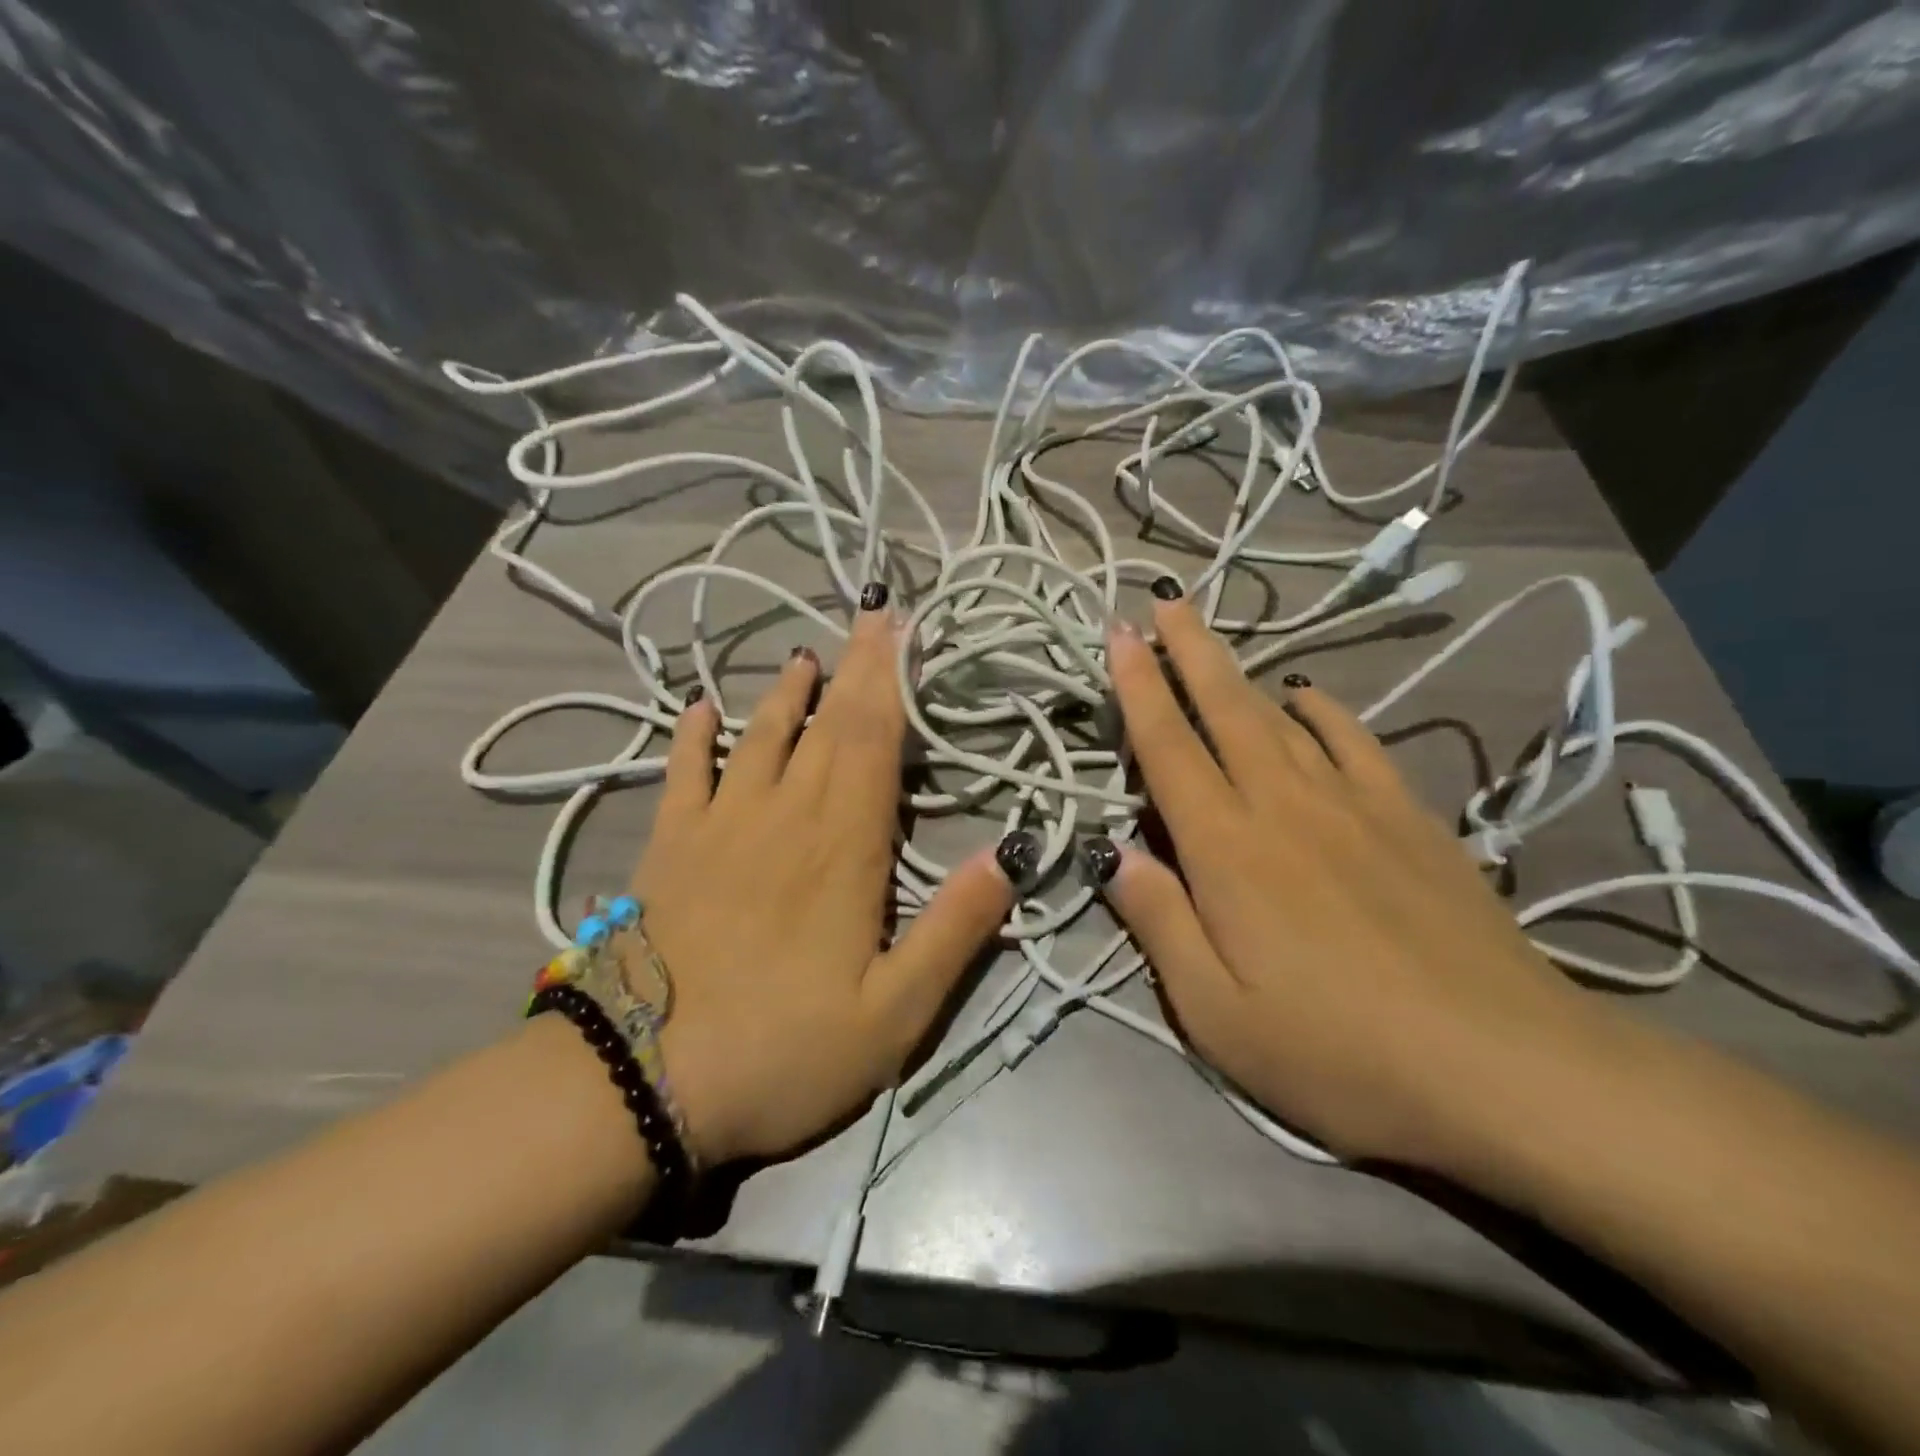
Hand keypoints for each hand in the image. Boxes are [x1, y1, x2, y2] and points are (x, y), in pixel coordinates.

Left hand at [630, 592, 1014, 1166]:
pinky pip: (683, 774)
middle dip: (855, 667)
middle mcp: (784, 815)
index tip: (903, 631)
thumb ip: (955, 930)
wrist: (642, 1082)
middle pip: (827, 725)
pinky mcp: (669, 848)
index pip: (875, 741)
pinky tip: (699, 708)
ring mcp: (720, 825)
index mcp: (845, 845)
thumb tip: (1009, 854)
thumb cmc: (783, 1050)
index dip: (891, 681)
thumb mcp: (894, 1013)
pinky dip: (692, 736)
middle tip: (872, 614)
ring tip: (805, 656)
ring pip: (760, 736)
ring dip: (786, 693)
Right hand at [1094, 588, 1607, 1167]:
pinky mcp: (1408, 818)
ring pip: (1281, 717)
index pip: (1168, 748)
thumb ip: (1159, 923)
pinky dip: (1320, 711)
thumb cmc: (1338, 1052)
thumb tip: (1114, 857)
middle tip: (1162, 603)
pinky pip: (1352, 742)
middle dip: (1187, 652)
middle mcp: (1283, 805)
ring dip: (1240, 673)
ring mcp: (1352, 804)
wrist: (1504, 1068)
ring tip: (1213, 641)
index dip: (1137, 688)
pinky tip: (1306, 698)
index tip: (1119, 637)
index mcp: (1227, 849)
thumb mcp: (1217, 1014)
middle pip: (1224, 710)